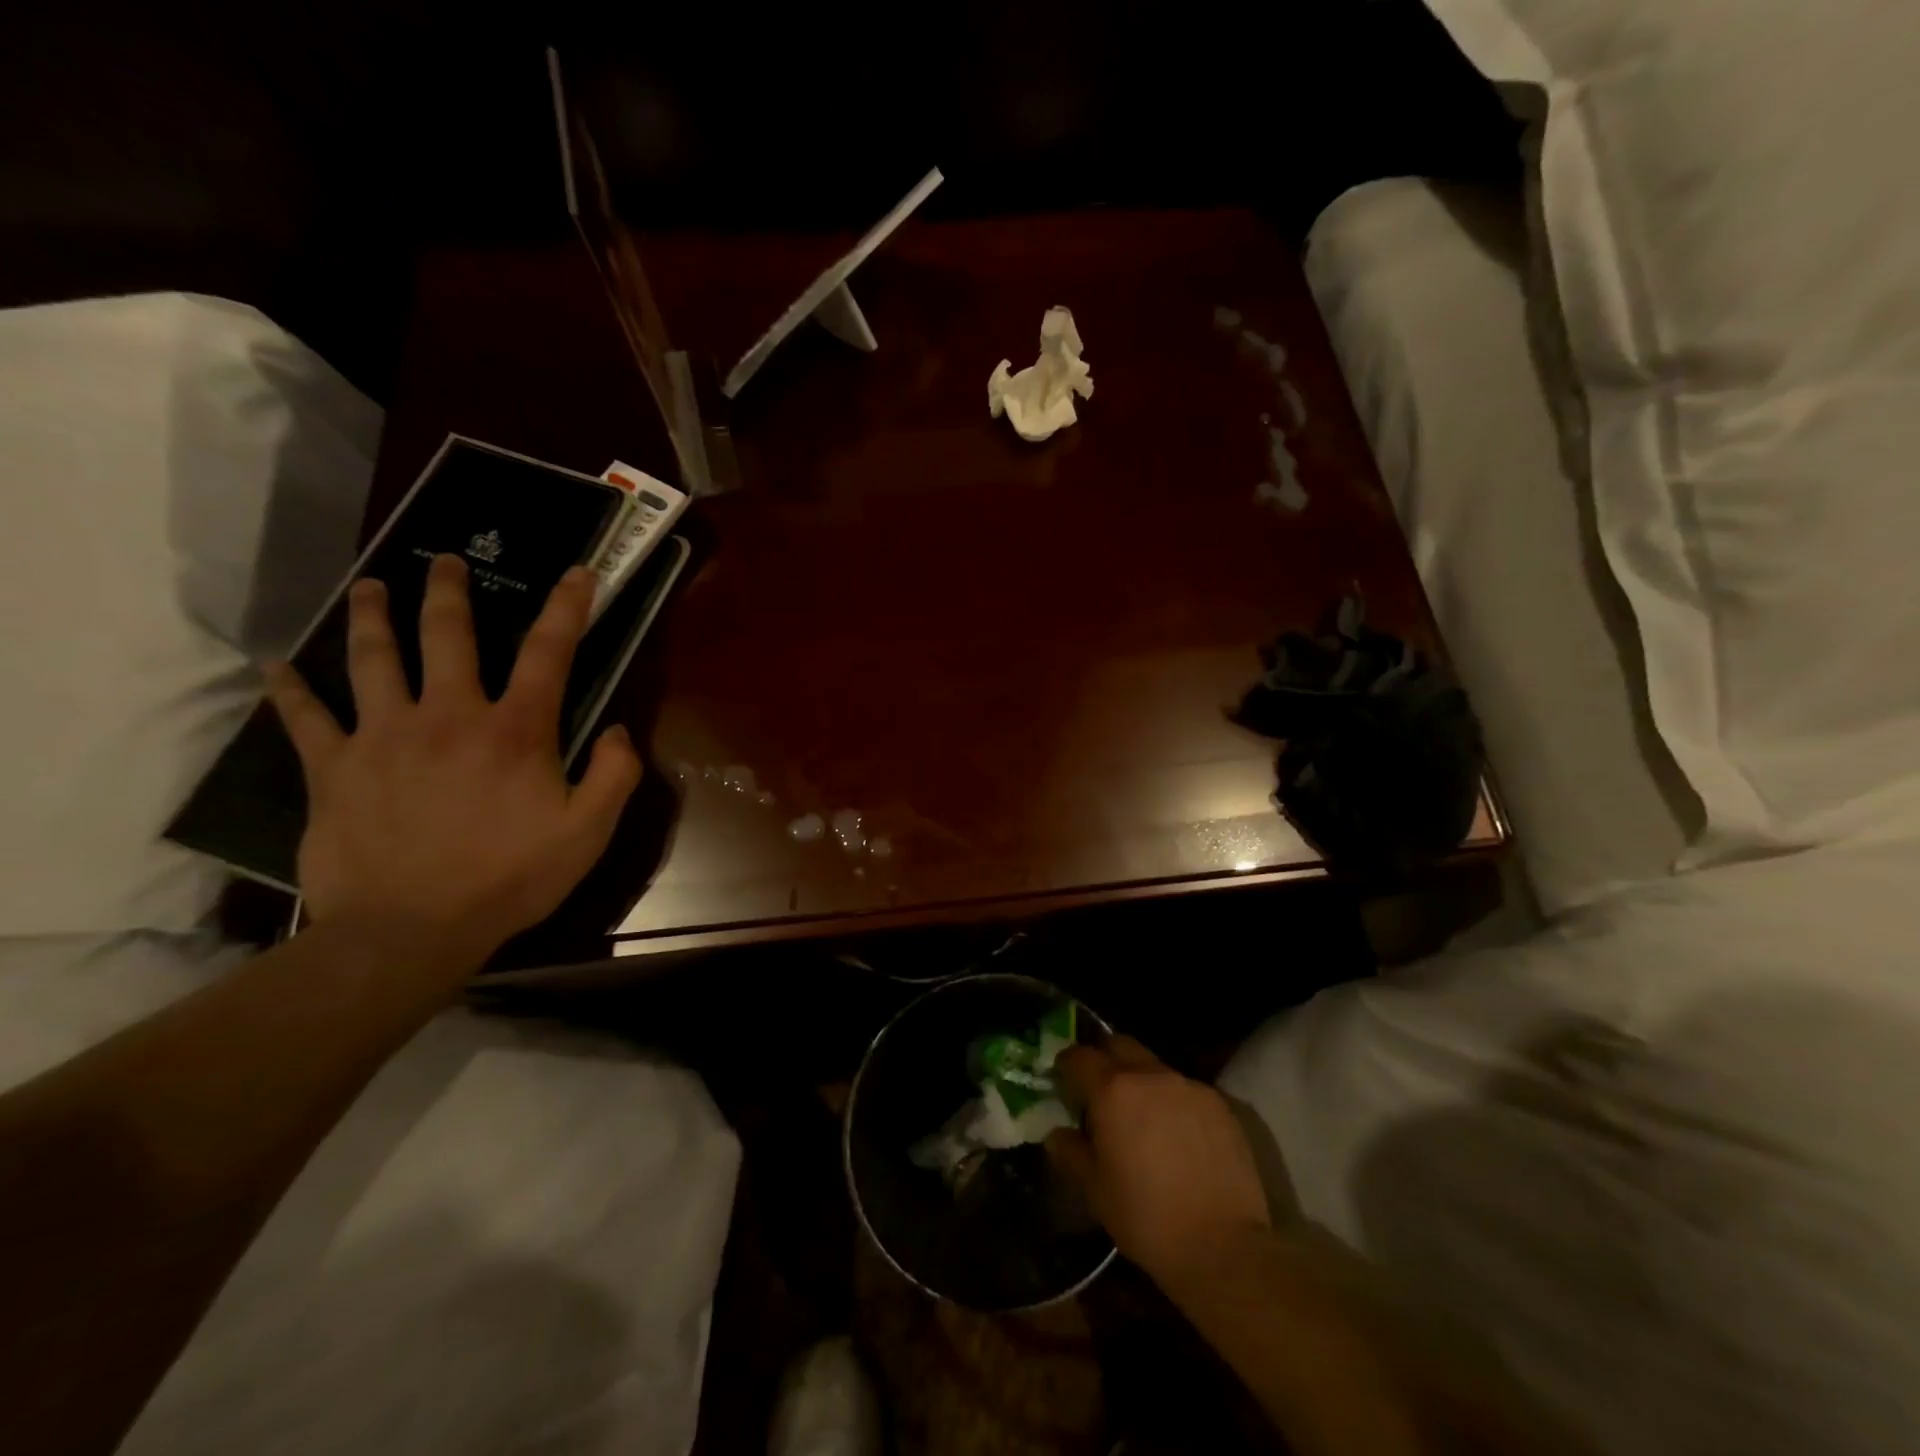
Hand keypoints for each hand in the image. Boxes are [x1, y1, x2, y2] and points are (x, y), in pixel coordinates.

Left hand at [267, 555, 642, 970]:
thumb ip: (615, 775)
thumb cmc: (510, 878)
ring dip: (372, 616)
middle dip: (450, 592)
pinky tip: (278, 666)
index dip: (567, 608)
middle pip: (447, 635)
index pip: (549, 653)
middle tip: (446, 562)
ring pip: (373, 658)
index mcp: (515, 730)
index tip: (576, 573)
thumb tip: (617, 731)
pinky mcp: (334, 767)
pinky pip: (306, 718)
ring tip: (368, 587)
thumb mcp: (589, 832)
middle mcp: (448, 716)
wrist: (409, 930)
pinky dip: (291, 689)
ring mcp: (384, 736)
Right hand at [1047, 1035, 1270, 1282]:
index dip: (1067, 1065)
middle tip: (1101, 1091)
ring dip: (1142, 1081)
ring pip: (1155, 1067)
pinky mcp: (1220, 1104)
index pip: (1080, 1056)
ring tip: (1143, 1118)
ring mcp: (1189, 1086)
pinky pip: (1186, 1090)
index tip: (1063, 1080)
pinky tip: (1178, 1135)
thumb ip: (1071, 1153)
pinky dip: (1173, 1102)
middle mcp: (1150, 1075)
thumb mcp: (1095, 1191)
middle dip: (1105, 1059)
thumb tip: (1058, 1133)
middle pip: (1120, 1045)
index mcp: (1113, 1090)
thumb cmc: (1147, 1218)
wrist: (1224, 1246)